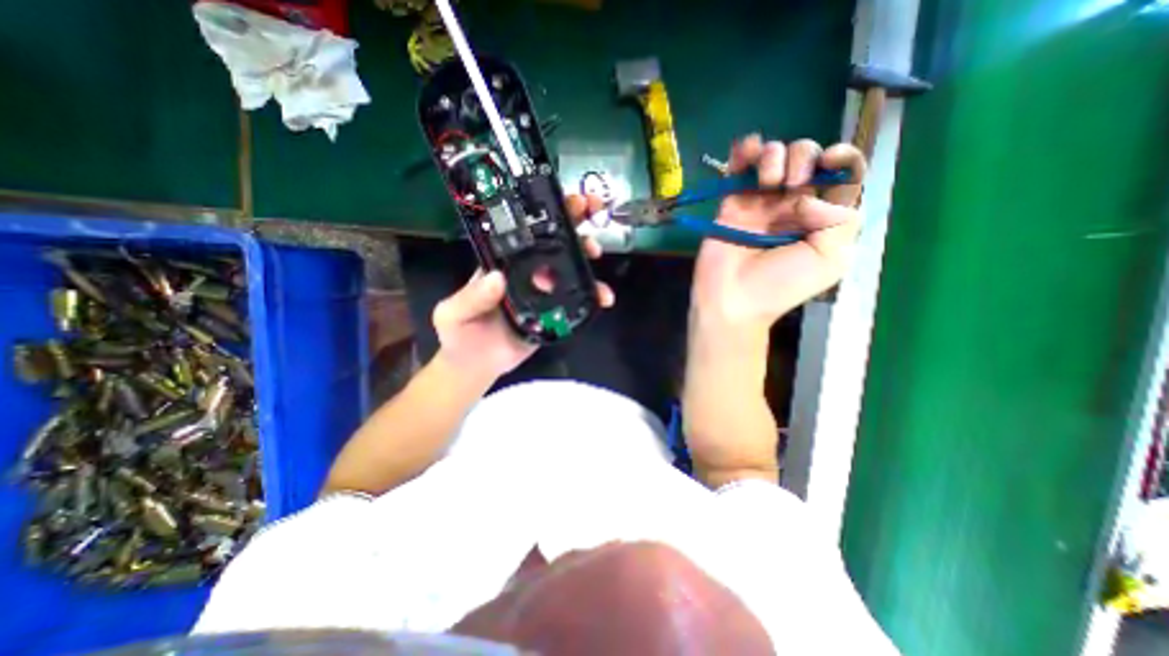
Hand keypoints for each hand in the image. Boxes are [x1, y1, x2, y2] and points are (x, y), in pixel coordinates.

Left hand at [428, 191, 612, 377]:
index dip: (544, 212)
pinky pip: (576, 300)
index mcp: (502, 263)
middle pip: (553, 243)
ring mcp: (543, 293)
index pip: (524, 231)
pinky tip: (603, 298)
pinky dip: (592, 296)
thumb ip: (471, 298)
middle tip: (592, 211)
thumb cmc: (458, 335)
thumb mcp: (453, 314)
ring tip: (597, 254)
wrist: (475, 366)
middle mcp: (525, 273)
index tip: (562, 199)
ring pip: (569, 269)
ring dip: (586, 258)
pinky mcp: (553, 313)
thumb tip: (497, 278)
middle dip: (573, 223)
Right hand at [693, 134, 866, 329]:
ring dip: (774, 155)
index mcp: (822, 217)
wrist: (732, 298)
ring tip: (767, 183)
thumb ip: (841, 219)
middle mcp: (793, 204)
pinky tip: (747, 152)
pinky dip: (744, 149)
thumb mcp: (831, 259)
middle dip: (803, 157)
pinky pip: (739, 164)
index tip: (830, 159)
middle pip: (808, 157)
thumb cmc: (780, 285)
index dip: (843, 157)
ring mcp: (760, 202)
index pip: (843, 174)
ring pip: (774, 155)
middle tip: (791, 185)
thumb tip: (808, 197)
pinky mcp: (732, 202)